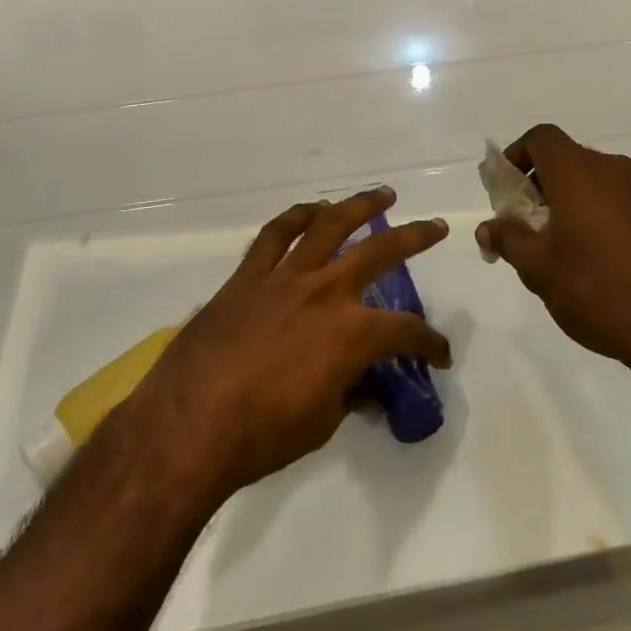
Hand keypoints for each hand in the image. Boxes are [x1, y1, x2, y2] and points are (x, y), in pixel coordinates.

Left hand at [122, 188, 451, 503]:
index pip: (406, 332)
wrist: (190, 424)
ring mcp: (286, 276)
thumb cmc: (262, 434)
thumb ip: (347, 390)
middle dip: (415, 237)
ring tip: (382, 195)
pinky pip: (276, 235)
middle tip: (436, 226)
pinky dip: (297, 216)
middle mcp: (326, 291)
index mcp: (352, 333)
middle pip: (381, 251)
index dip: (430, 343)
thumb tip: (359, 381)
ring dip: (360, 205)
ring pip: (330, 225)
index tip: (439, 355)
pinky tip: (313, 209)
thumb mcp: (323, 421)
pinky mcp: (249, 275)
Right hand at [475, 124, 630, 382]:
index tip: (505, 188)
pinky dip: (598, 220)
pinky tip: (596, 265)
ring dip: (570, 205)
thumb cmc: (599, 288)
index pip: (541, 138)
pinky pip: (620, 206)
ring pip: (595, 185)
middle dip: (540, 186)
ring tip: (558, 250)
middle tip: (525, 225)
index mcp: (579, 171)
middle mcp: (614, 171)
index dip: (517, 154)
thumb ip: (509, 240)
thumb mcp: (539, 269)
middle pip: (568, 160)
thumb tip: (488, 227)